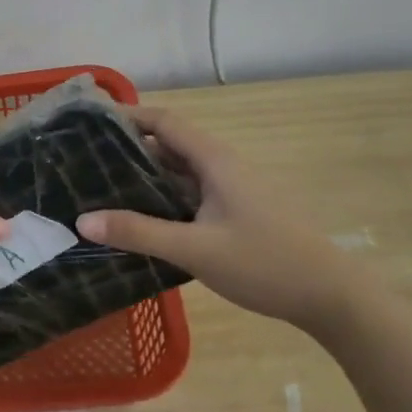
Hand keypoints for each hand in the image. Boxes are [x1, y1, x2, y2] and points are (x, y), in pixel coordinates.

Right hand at [75, 106, 366, 334]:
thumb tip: (83, 220)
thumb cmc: (264, 263)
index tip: (89, 122)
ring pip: (179, 172)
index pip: (165, 122)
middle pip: (169, 145)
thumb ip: (139, 233)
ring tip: (100, 188)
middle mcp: (221, 167)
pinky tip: (140, 220)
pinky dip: (161, 199)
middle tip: (83, 160)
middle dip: (128, 148)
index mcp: (214, 161)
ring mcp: (230, 191)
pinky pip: (189, 195)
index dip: (128, 116)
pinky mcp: (234, 213)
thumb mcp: (195, 249)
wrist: (329, 296)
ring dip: (144, 176)